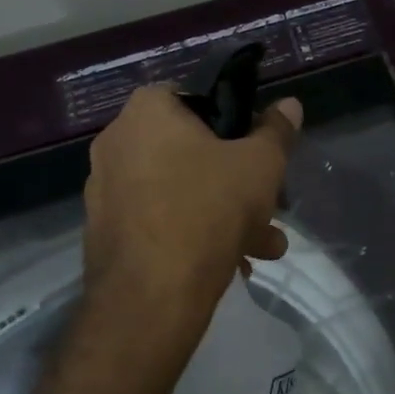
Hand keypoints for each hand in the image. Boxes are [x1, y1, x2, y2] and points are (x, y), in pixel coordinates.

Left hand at [80, 85, 302, 374]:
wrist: (150, 298)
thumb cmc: (209, 209)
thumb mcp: (260, 165)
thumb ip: (277, 131)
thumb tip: (290, 104)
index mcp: (147, 111)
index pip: (195, 96)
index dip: (232, 118)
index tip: (256, 147)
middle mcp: (117, 142)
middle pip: (190, 150)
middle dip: (236, 180)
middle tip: (269, 205)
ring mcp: (105, 189)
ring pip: (178, 190)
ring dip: (223, 213)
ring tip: (263, 247)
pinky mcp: (104, 231)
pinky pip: (158, 219)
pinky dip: (191, 233)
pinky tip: (231, 264)